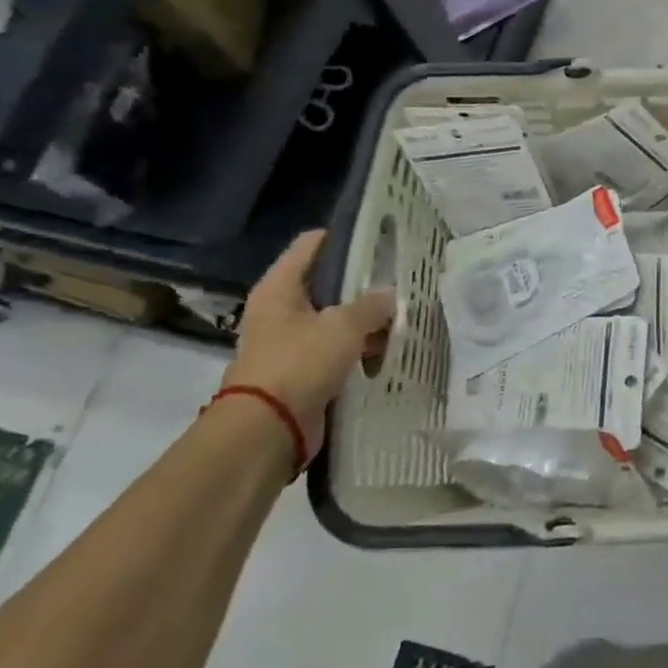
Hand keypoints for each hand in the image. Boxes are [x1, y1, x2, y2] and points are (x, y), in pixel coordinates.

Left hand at [222, 230, 397, 457]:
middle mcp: (280, 310)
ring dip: (364, 322)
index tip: (380, 239)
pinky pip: (335, 351)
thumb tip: (389, 295)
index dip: (345, 238)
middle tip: (399, 283)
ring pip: (334, 320)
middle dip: (362, 285)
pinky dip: (357, 350)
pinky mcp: (300, 372)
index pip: (312, 244)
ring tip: (400, 320)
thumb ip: (372, 305)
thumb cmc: (300, 363)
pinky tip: (385, 352)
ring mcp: (289, 342)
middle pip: (326, 284)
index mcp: (280, 287)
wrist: (268, 429)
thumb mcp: (344, 326)